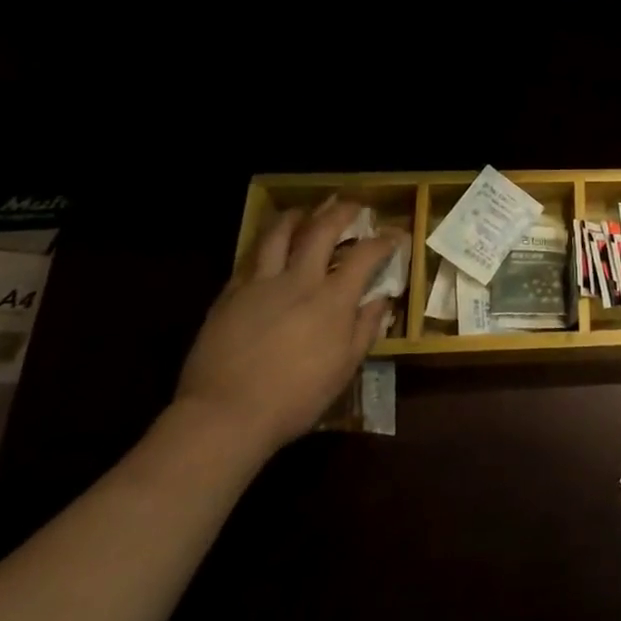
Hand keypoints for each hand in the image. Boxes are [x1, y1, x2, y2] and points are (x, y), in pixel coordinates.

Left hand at [174, 200, 397, 458]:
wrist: (225, 415)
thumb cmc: (294, 398)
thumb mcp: (344, 369)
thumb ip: (365, 328)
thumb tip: (382, 300)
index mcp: (332, 299)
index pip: (365, 255)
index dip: (384, 240)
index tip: (396, 234)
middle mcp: (299, 280)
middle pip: (322, 230)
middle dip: (341, 212)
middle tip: (352, 205)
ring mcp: (261, 284)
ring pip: (279, 234)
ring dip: (296, 217)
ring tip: (304, 211)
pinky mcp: (230, 294)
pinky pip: (250, 259)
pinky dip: (264, 247)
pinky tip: (267, 250)